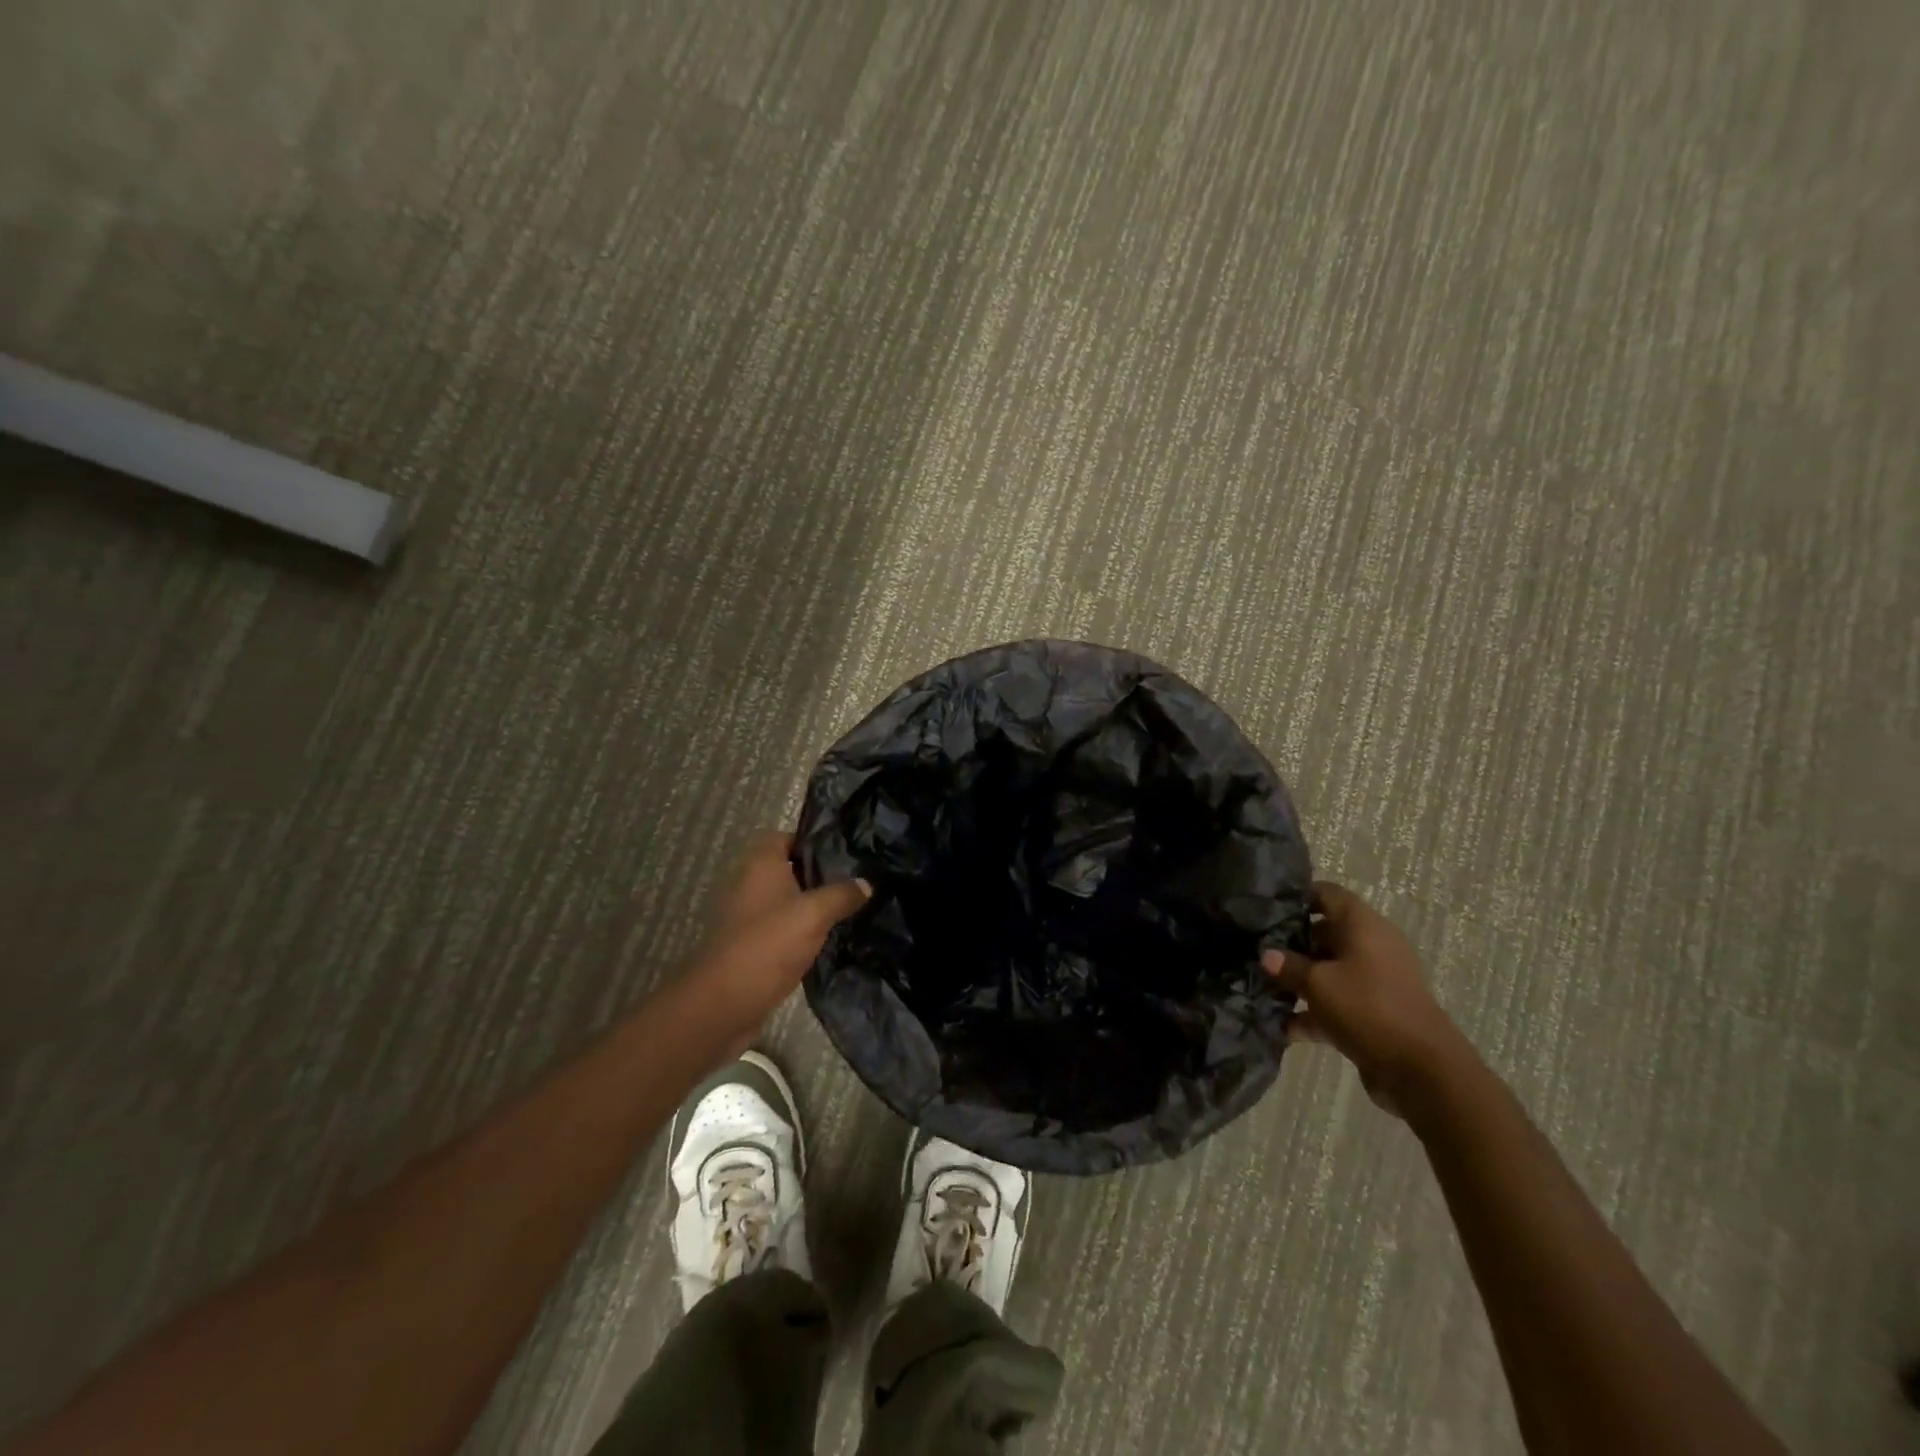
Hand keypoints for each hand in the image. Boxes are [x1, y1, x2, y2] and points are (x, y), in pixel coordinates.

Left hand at [681, 832, 869, 1054]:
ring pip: (784, 903)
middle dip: (817, 876)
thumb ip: (842, 894)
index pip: (784, 837)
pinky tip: (826, 942)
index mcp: (759, 866)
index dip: (811, 840)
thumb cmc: (768, 944)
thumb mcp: (814, 914)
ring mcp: (745, 919)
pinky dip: (799, 934)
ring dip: (809, 908)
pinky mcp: (748, 948)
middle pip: (786, 870)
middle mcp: (748, 886)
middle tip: (854, 882)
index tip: (843, 852)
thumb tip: (866, 882)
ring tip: (848, 910)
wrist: (723, 1004)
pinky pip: (779, 931)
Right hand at [1261, 882, 1466, 1117]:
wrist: (1422, 1071)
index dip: (1298, 896)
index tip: (1266, 907)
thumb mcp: (1318, 984)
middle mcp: (1372, 947)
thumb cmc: (1368, 1008)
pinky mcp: (1376, 1012)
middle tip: (1258, 948)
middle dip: (1293, 942)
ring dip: (1301, 979)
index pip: (1328, 894)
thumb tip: (1267, 954)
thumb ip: (1288, 966)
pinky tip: (1284, 1027)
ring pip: (1331, 969)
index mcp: (1364, 926)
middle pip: (1326, 932)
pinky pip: (1339, 1001)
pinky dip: (1315, 1012)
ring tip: (1265, 986)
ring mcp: (1376, 981)